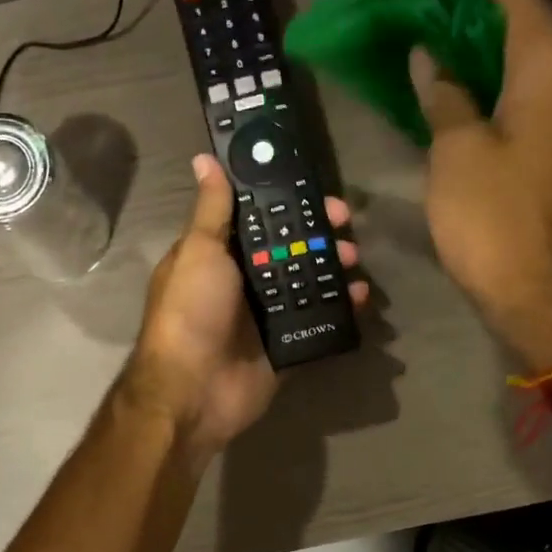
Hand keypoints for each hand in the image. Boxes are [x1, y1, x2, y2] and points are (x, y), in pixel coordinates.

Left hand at [121, 155, 367, 467]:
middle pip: (289, 249)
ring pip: (307, 283)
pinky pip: (318, 321)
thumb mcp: (199, 252)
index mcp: (219, 255)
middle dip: (319, 236)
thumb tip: (204, 159)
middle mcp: (242, 282)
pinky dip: (341, 308)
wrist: (192, 391)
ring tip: (354, 262)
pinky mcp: (285, 346)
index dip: (289, 203)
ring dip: (333, 268)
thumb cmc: (190, 313)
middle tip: (347, 229)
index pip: (260, 220)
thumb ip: (211, 210)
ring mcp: (265, 316)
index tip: (320, 193)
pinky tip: (361, 297)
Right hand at [413, 0, 551, 373]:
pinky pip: (544, 108)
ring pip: (536, 72)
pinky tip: (470, 115)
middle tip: (422, 33)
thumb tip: (433, 59)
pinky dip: (507, 100)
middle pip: (529, 31)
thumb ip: (445, 96)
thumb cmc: (497, 224)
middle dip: (474, 26)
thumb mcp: (455, 155)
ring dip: (489, 66)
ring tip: (439, 73)